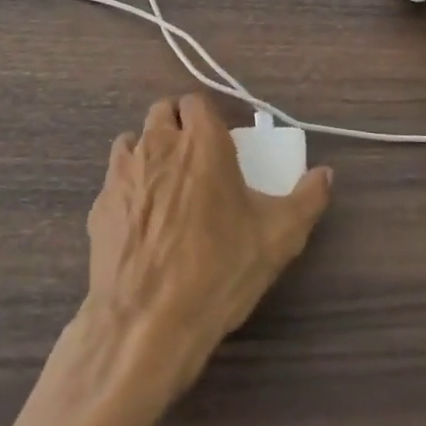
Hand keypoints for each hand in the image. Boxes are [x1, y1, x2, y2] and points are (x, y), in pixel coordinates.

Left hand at [87, 96, 331, 391]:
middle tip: (195, 161)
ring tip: (166, 186)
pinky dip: (128, 186)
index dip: (208, 119)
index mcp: (202, 141)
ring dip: (149, 150)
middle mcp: (159, 144)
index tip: (221, 144)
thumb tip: (326, 174)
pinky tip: (142, 221)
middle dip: (178, 126)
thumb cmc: (220, 269)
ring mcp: (123, 172)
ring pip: (133, 140)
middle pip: (162, 112)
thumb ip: (308, 198)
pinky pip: (115, 179)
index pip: (198, 102)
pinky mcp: (99, 204)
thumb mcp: (279, 237)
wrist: (148, 322)